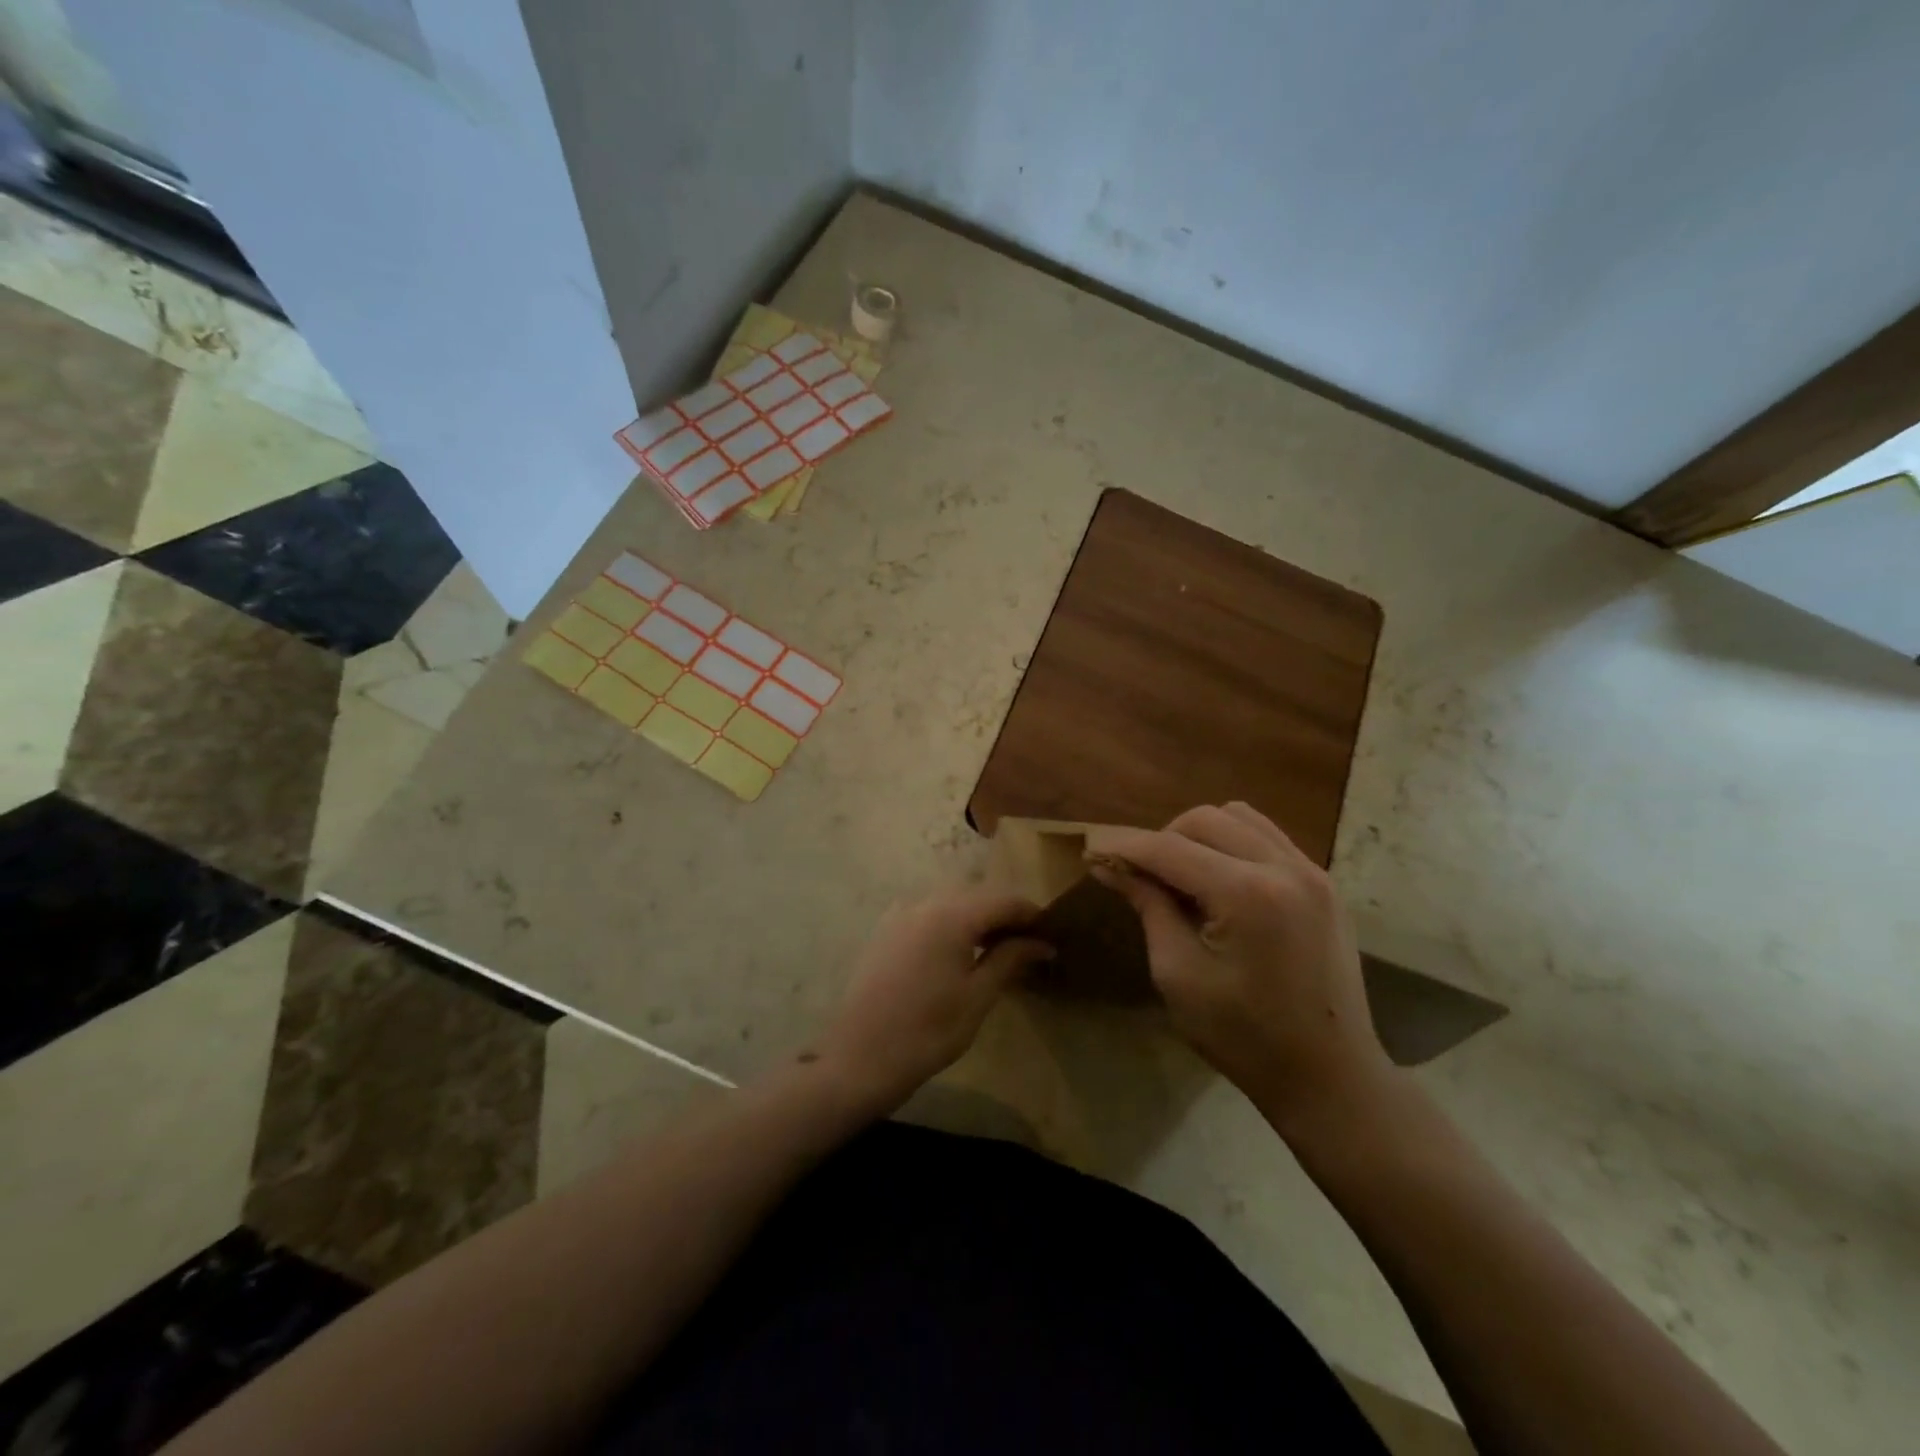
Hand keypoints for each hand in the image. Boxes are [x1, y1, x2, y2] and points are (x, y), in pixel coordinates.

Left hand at [812, 887, 1052, 1114]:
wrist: (860, 1056)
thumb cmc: (928, 1031)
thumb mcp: (978, 996)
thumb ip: (1010, 959)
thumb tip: (1042, 942)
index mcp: (952, 914)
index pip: (1005, 900)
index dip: (1032, 915)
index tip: (1052, 936)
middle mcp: (925, 902)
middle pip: (977, 895)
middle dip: (1005, 915)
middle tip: (1028, 946)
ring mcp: (900, 913)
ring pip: (951, 902)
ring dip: (977, 918)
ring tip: (997, 950)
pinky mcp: (885, 929)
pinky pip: (927, 913)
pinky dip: (950, 923)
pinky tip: (958, 952)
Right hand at [1086, 804, 1393, 1138]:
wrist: (1329, 1076)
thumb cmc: (1244, 1036)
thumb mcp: (1179, 974)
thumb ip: (1148, 907)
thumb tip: (1109, 865)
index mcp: (1246, 895)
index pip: (1169, 849)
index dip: (1125, 847)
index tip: (1092, 851)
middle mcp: (1284, 868)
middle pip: (1204, 819)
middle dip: (1163, 839)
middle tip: (1142, 877)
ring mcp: (1311, 871)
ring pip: (1238, 816)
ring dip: (1199, 835)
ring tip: (1183, 876)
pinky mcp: (1323, 883)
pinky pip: (1267, 837)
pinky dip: (1233, 843)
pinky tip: (1220, 880)